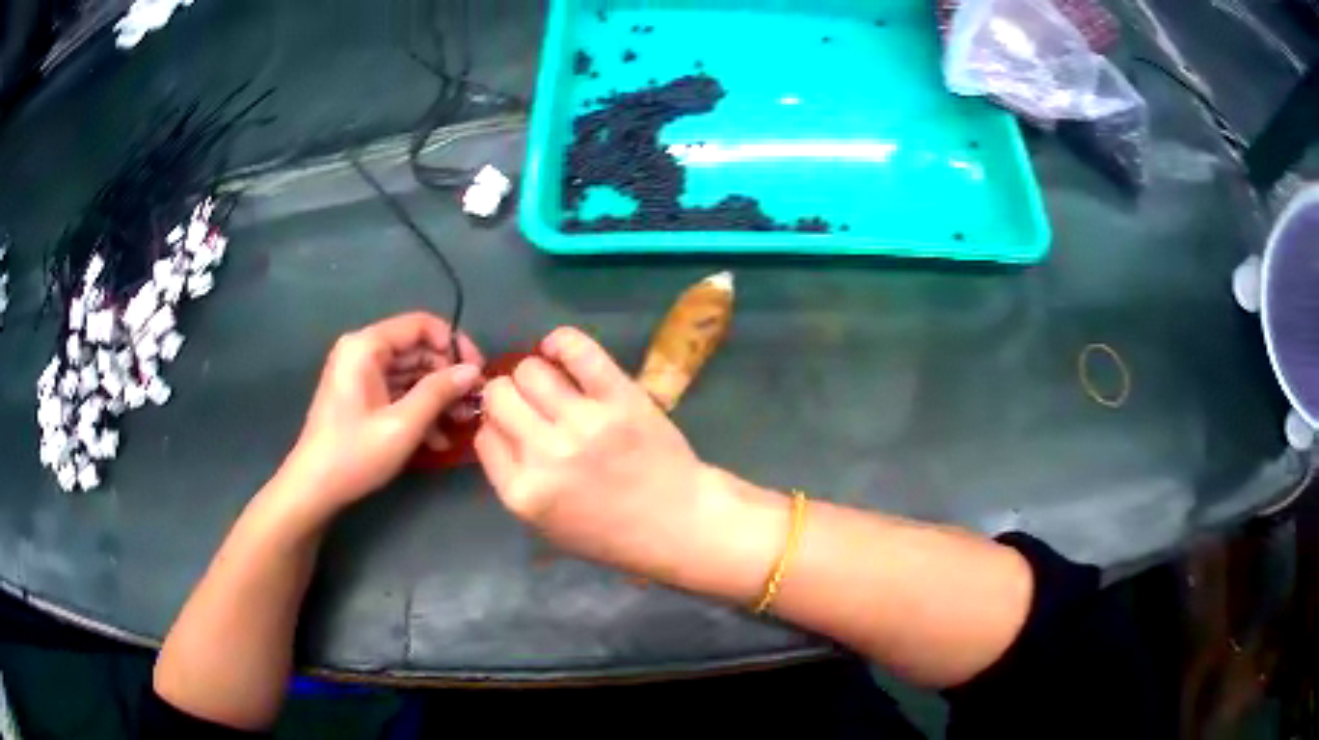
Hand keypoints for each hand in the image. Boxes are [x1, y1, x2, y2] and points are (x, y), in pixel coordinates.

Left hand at [279, 313, 483, 522]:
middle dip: (447, 375)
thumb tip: (473, 371)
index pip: (421, 325)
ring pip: (410, 372)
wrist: (313, 488)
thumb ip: (438, 392)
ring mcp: (360, 374)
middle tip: (473, 405)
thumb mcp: (403, 425)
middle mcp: (362, 351)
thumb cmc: (355, 454)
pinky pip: (397, 390)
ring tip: (462, 423)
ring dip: (437, 396)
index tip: (477, 373)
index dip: (454, 344)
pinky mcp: (361, 395)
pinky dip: (419, 408)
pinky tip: (438, 438)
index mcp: (366, 346)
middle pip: (417, 349)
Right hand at [475, 327, 724, 583]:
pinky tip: (558, 350)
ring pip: (530, 370)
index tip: (512, 428)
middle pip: (499, 397)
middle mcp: (545, 454)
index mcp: (523, 493)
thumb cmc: (611, 534)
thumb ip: (514, 480)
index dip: (495, 427)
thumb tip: (496, 427)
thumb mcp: (546, 527)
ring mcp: (584, 423)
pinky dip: (560, 342)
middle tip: (531, 406)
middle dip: (507, 397)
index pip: (484, 436)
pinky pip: (576, 349)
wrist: (679, 525)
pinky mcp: (619, 397)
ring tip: (552, 387)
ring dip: (534, 375)